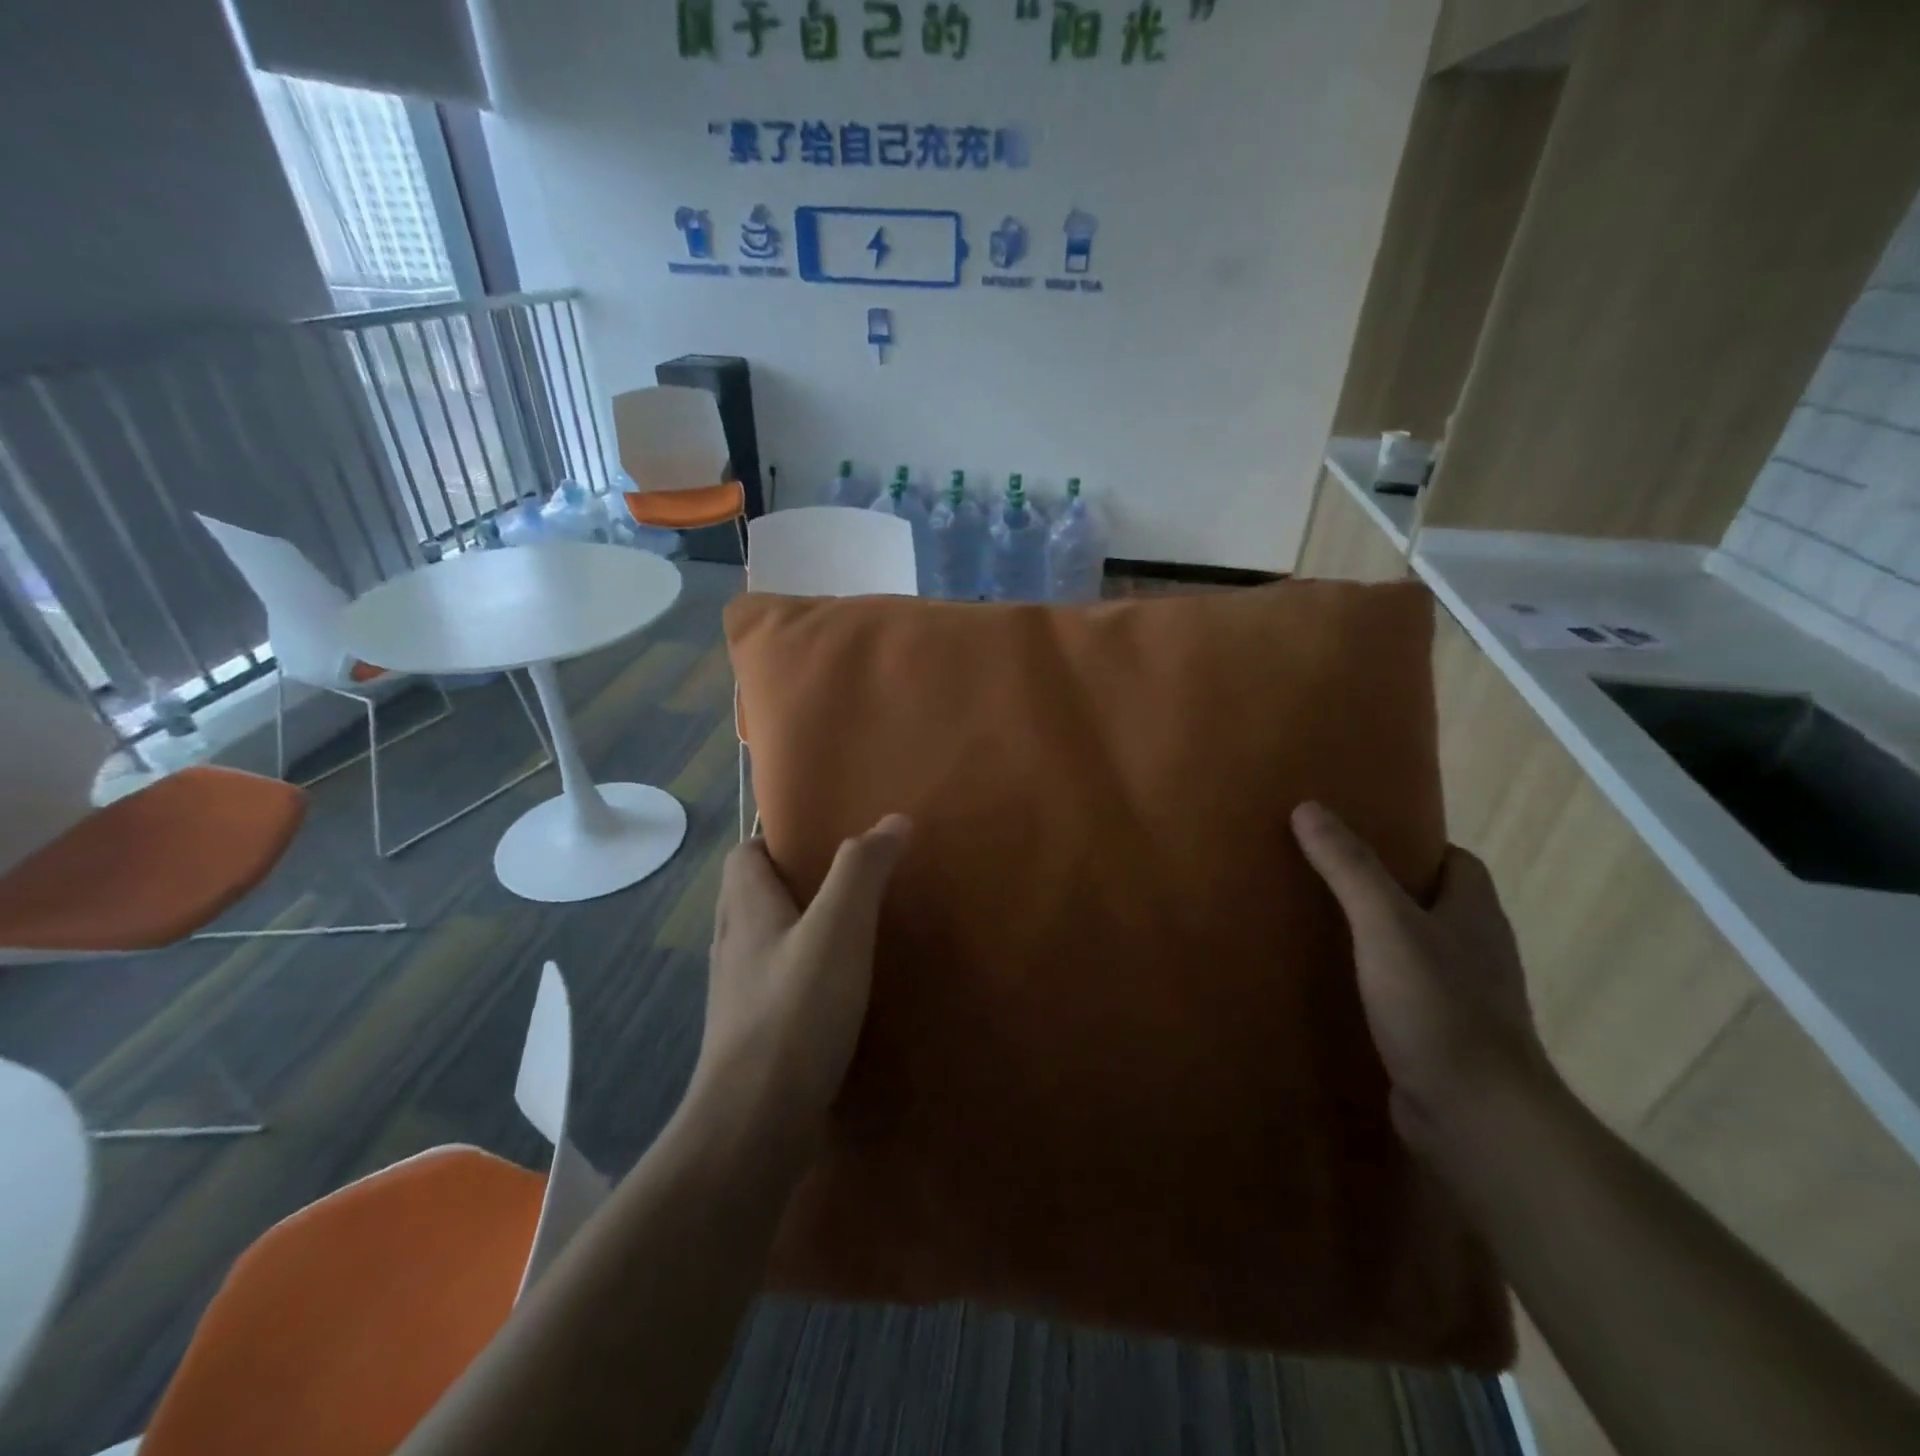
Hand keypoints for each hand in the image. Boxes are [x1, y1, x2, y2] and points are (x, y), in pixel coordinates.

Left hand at [691, 815, 912, 1150]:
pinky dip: (797, 975)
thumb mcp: (838, 929)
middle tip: (843, 883)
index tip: (819, 840)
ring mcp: (735, 995)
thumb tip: (893, 820)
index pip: (743, 854)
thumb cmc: (795, 1013)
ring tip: (845, 932)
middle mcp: (732, 945)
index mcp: (745, 910)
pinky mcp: (749, 1036)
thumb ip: (863, 870)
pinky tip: (834, 993)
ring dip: (794, 929)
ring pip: (761, 943)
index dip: (774, 839)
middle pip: (750, 896)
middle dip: (790, 882)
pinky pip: (772, 986)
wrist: (753, 1126)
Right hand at [1291, 801, 1555, 1157]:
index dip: (1416, 845)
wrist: (1476, 1119)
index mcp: (1476, 916)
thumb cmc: (1438, 1008)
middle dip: (1386, 888)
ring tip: (1319, 924)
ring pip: (1416, 950)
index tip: (1362, 837)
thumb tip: (1309, 807)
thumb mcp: (1386, 925)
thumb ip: (1350, 868)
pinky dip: (1373, 982)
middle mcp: (1476, 953)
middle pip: (1434, 904)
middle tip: (1325, 875)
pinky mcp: (1439, 1038)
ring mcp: (1462, 999)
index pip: (1457, 862)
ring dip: (1377, 937)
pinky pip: (1403, 994)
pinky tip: (1333, 985)